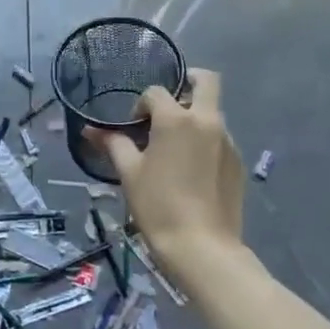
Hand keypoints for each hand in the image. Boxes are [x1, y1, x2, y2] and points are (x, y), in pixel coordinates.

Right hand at [89, 68, 244, 273]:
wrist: (202, 247)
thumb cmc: (158, 206)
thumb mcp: (129, 173)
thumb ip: (113, 144)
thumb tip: (90, 130)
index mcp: (176, 119)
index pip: (156, 92)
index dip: (140, 105)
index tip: (134, 129)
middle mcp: (207, 121)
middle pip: (207, 81)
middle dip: (189, 81)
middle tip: (169, 105)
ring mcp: (227, 141)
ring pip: (213, 112)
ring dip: (194, 117)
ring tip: (175, 148)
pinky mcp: (238, 162)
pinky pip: (220, 138)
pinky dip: (205, 141)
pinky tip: (192, 171)